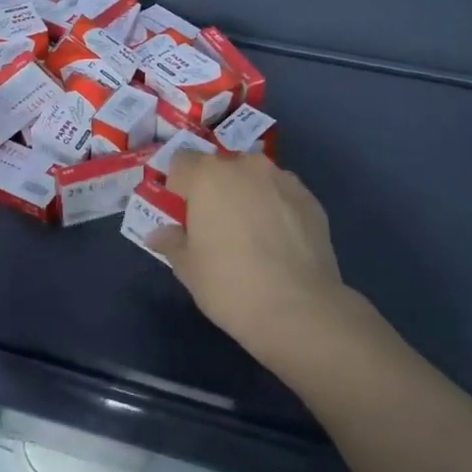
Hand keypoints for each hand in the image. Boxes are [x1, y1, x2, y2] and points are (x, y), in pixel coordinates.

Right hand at [151, 151, 360, 369]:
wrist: (299, 309)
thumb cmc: (230, 286)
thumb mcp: (189, 269)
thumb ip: (172, 243)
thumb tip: (160, 234)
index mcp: (208, 176)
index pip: (181, 162)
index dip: (178, 187)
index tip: (182, 216)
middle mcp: (246, 166)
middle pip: (221, 167)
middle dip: (214, 190)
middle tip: (215, 227)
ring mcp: (283, 180)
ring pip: (254, 179)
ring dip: (247, 196)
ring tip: (252, 236)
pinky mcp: (311, 199)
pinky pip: (282, 195)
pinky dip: (276, 209)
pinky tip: (279, 244)